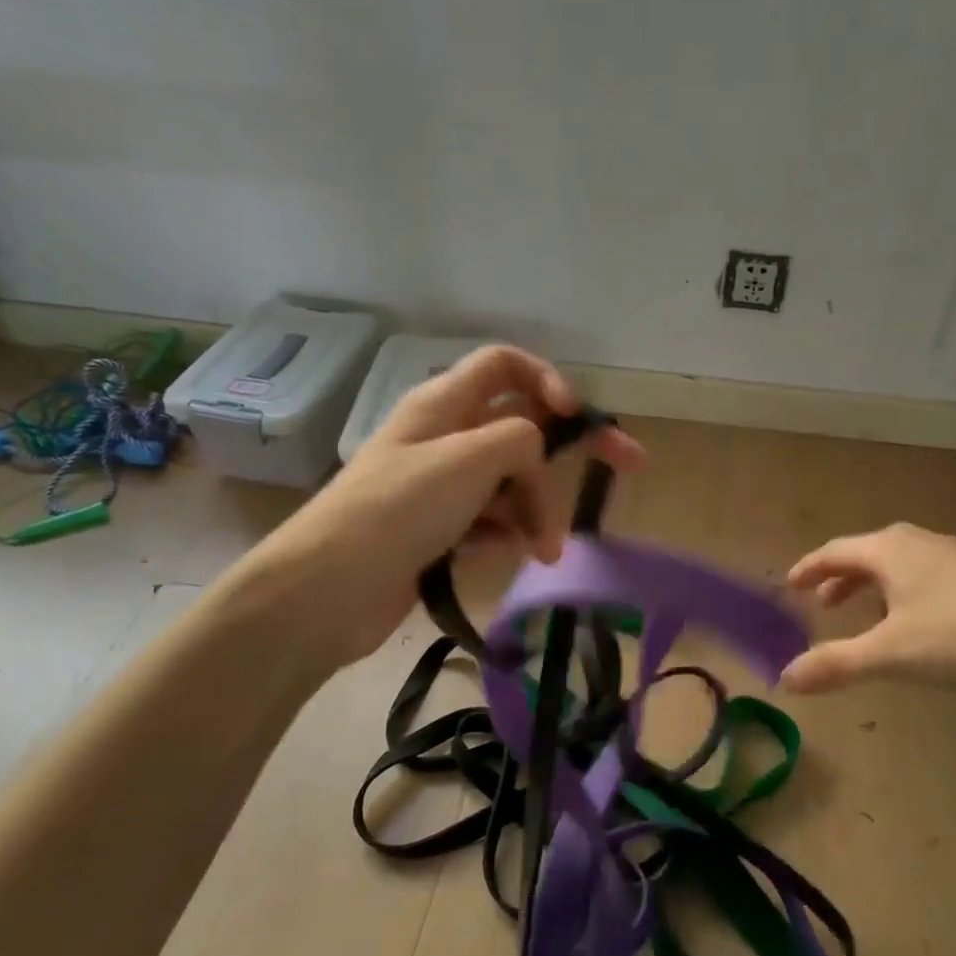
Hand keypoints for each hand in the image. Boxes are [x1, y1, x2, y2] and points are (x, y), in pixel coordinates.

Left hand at [219, 345, 643, 677]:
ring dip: (538, 508)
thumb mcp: (468, 460)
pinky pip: (493, 518)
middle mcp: (445, 436)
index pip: (505, 365)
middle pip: (522, 426)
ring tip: (545, 550)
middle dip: (570, 449)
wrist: (327, 590)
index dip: (548, 379)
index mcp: (444, 404)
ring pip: (512, 480)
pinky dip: (511, 532)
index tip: (578, 418)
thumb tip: (537, 451)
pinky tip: (517, 555)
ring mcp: (442, 485)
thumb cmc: (397, 510)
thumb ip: (519, 439)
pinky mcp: (439, 528)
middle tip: (628, 465)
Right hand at [780, 522, 955, 694]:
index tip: (790, 585)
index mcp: (890, 550)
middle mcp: (920, 542)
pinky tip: (918, 622)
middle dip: (841, 578)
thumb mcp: (890, 654)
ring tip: (866, 614)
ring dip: (874, 586)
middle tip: (822, 603)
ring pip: (900, 564)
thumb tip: (784, 678)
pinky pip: (927, 575)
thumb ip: (836, 664)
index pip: (835, 552)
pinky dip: (904, 592)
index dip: (809, 568)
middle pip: (867, 554)